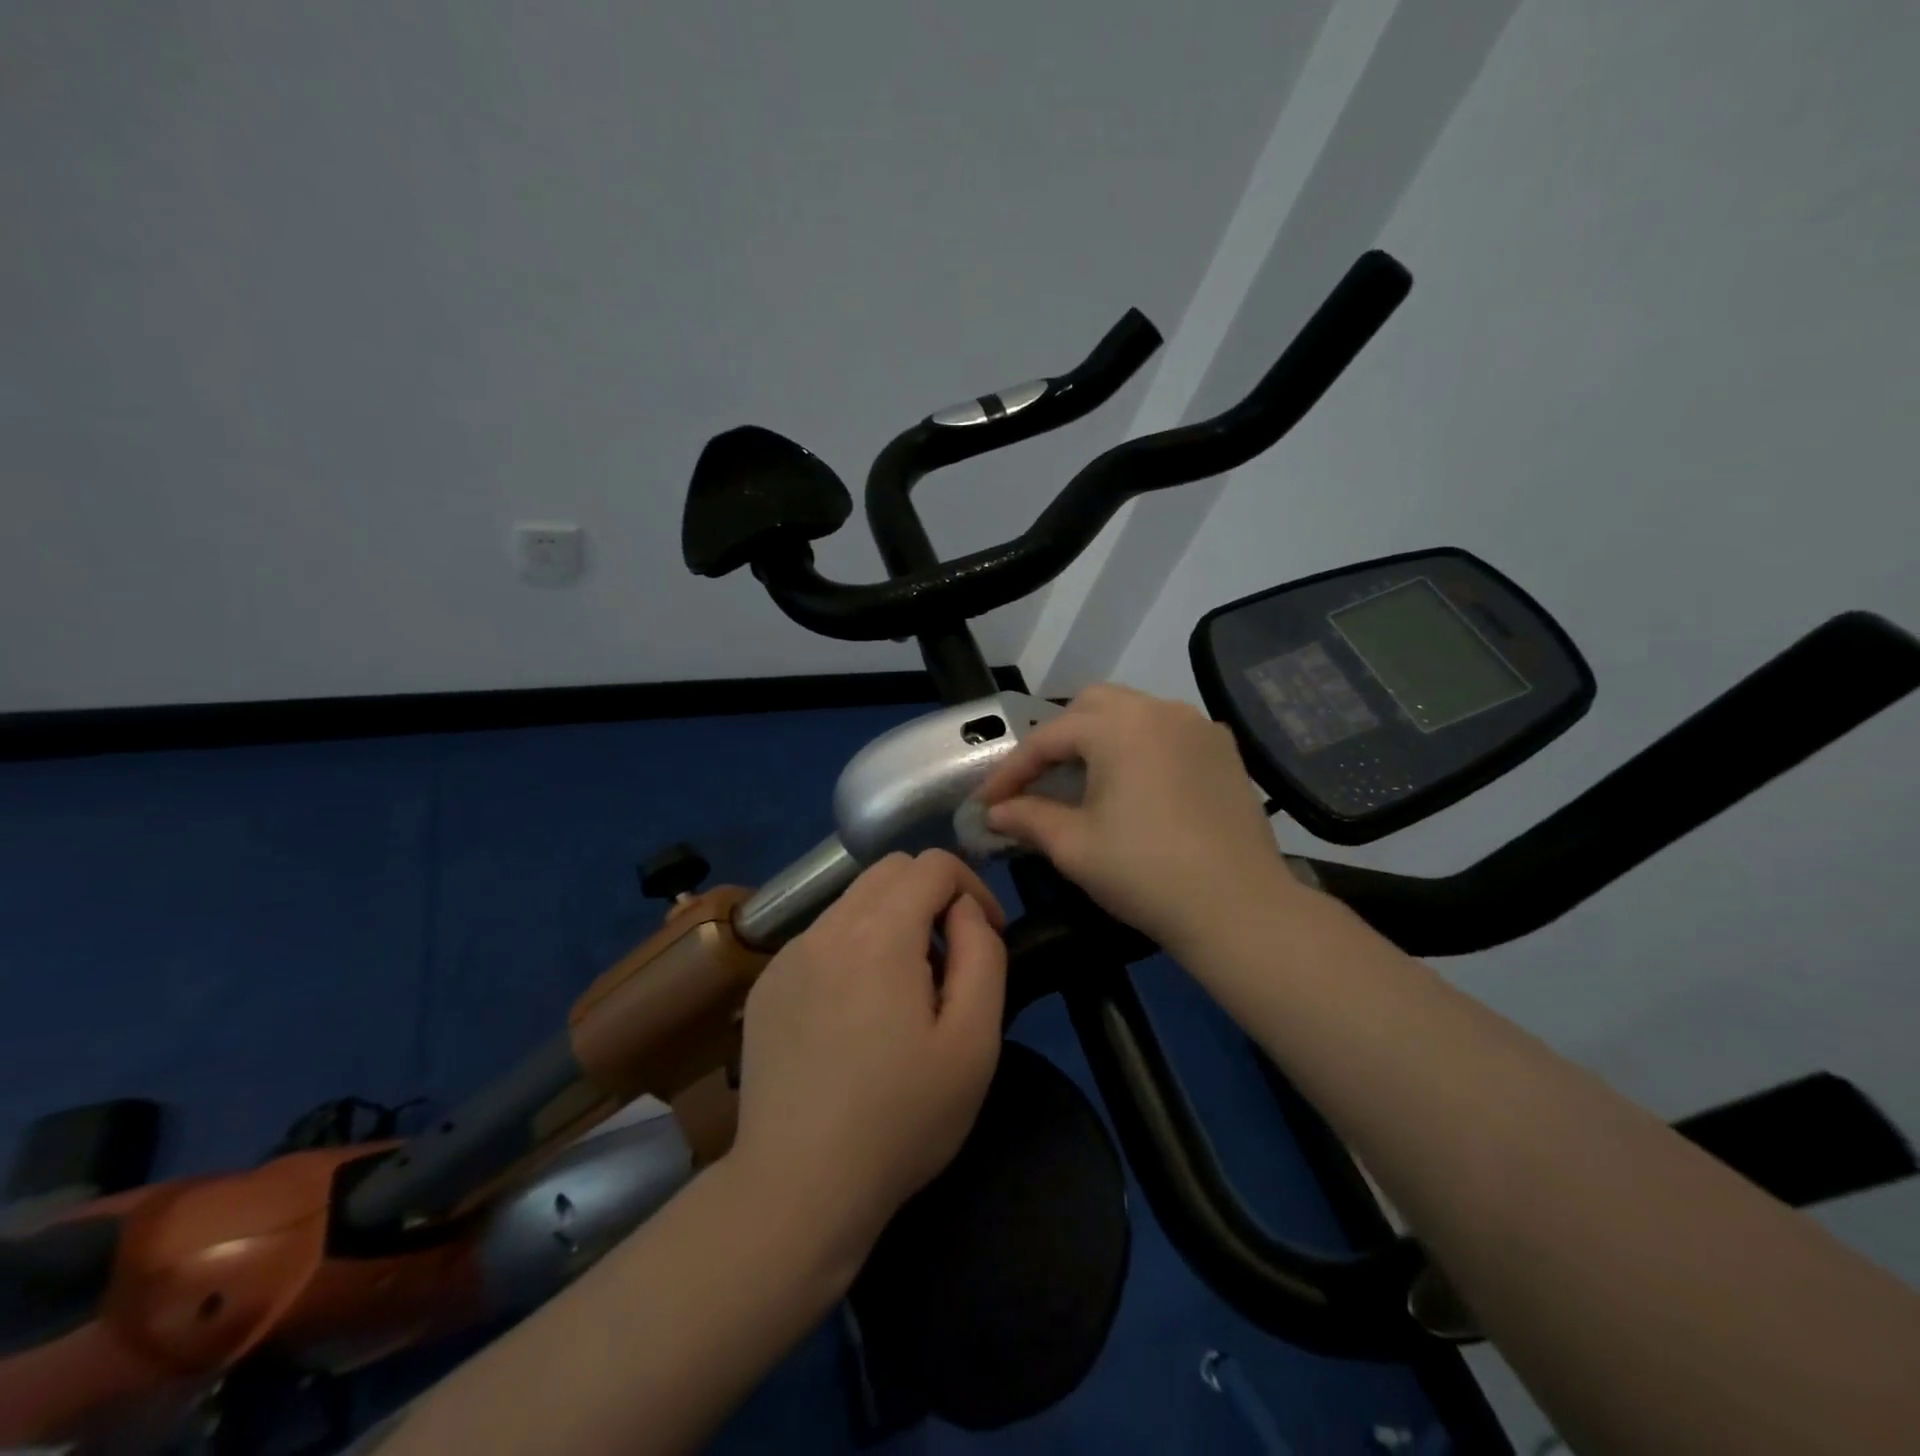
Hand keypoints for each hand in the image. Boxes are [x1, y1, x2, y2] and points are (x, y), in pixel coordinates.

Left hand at [728, 850, 1006, 1269]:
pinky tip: (855, 1014)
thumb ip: (983, 954)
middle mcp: (827, 927)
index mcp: (880, 933)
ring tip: (904, 990)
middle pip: (889, 871)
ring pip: (853, 901)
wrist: (797, 1187)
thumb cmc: (901, 1119)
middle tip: (949, 959)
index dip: (972, 887)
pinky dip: (853, 948)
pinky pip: (822, 938)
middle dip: (931, 895)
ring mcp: (789, 954)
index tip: (987, 934)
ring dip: (892, 921)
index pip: (932, 864)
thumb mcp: (974, 1041)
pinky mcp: (767, 984)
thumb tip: (965, 910)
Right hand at [975, 684, 1296, 955]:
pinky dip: (1139, 746)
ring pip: (1132, 713)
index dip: (1012, 770)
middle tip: (1038, 781)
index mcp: (1119, 726)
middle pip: (1091, 707)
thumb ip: (1028, 818)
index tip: (987, 801)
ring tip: (1083, 780)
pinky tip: (1135, 785)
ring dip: (1099, 738)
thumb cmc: (1145, 873)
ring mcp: (1198, 727)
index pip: (1049, 738)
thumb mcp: (1074, 847)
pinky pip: (1167, 731)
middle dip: (1057, 739)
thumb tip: (996, 812)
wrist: (1239, 908)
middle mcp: (1160, 710)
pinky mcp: (1224, 750)